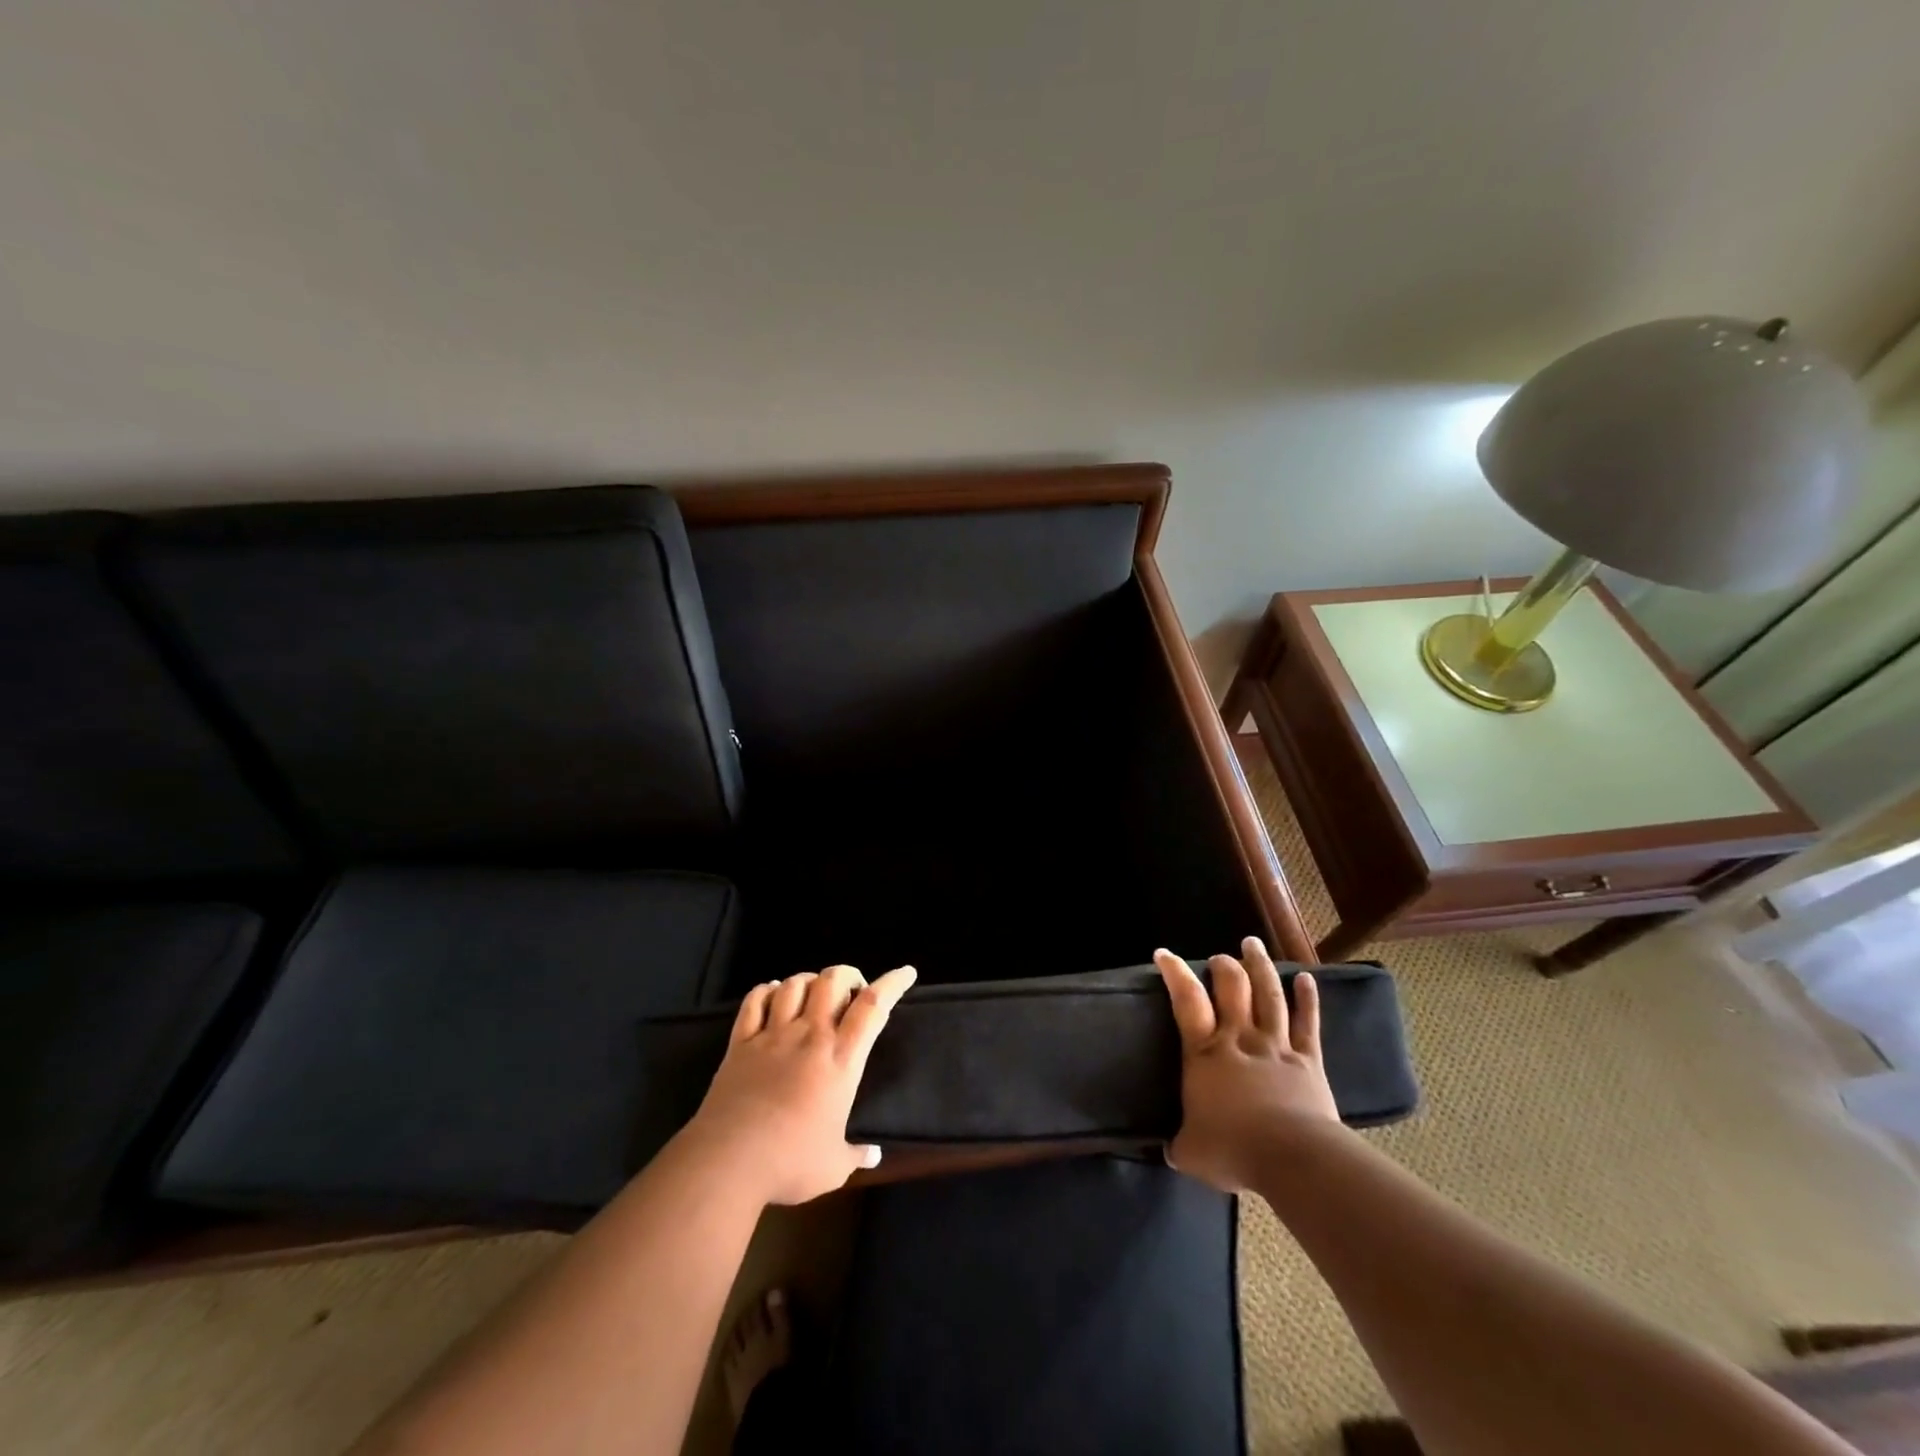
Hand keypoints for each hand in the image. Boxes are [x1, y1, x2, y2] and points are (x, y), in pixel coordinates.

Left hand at [684, 963, 916, 1205]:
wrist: (728, 1162)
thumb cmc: (789, 1162)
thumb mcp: (832, 1166)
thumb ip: (855, 1155)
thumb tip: (874, 1156)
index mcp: (840, 1059)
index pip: (873, 1006)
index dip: (892, 983)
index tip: (906, 972)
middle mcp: (809, 1036)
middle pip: (832, 980)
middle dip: (847, 975)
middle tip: (851, 993)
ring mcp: (772, 1035)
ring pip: (794, 984)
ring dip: (808, 981)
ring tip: (813, 995)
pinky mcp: (740, 1043)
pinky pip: (754, 1001)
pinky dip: (767, 991)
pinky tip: (773, 995)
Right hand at [1153, 938, 1339, 1191]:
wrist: (1292, 1159)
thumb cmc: (1234, 1149)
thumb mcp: (1190, 1152)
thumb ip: (1179, 1144)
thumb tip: (1169, 1150)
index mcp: (1205, 1053)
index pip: (1186, 1001)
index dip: (1175, 973)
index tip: (1164, 953)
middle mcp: (1239, 1038)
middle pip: (1232, 987)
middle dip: (1224, 965)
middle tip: (1220, 957)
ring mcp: (1276, 1045)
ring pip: (1269, 995)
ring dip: (1260, 967)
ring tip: (1253, 944)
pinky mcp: (1309, 1060)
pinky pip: (1308, 1023)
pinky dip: (1307, 998)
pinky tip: (1306, 977)